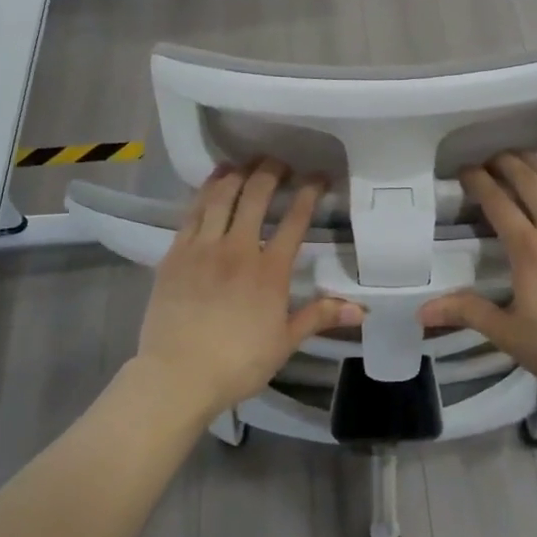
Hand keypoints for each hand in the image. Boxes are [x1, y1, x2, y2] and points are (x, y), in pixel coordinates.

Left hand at [135, 159, 360, 421]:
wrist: (177, 375)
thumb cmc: (237, 363)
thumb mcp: (285, 342)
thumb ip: (320, 316)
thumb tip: (361, 309)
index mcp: (269, 271)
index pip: (294, 220)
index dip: (308, 192)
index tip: (318, 176)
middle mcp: (237, 249)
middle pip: (255, 196)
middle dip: (271, 172)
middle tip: (280, 161)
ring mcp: (202, 248)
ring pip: (220, 197)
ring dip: (236, 175)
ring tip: (246, 162)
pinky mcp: (175, 254)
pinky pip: (192, 212)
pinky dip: (205, 192)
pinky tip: (212, 183)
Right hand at [419, 154, 536, 405]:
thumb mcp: (508, 334)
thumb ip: (467, 312)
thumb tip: (422, 311)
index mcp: (530, 249)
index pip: (498, 200)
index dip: (478, 180)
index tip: (464, 171)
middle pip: (530, 179)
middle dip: (506, 162)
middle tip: (489, 160)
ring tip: (522, 160)